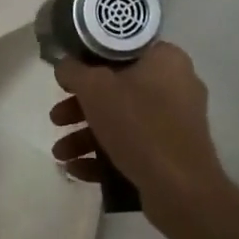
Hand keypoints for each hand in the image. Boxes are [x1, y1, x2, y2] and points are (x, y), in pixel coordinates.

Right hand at [49, 43, 228, 221]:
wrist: (181, 189)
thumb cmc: (139, 125)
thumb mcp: (95, 88)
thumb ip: (73, 71)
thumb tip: (65, 66)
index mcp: (166, 60)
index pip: (121, 50)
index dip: (88, 62)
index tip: (67, 79)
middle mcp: (176, 85)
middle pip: (117, 89)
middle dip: (80, 108)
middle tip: (57, 119)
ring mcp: (176, 123)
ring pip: (122, 121)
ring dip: (85, 136)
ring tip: (60, 153)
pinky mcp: (172, 153)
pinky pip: (133, 146)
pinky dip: (104, 155)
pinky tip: (76, 169)